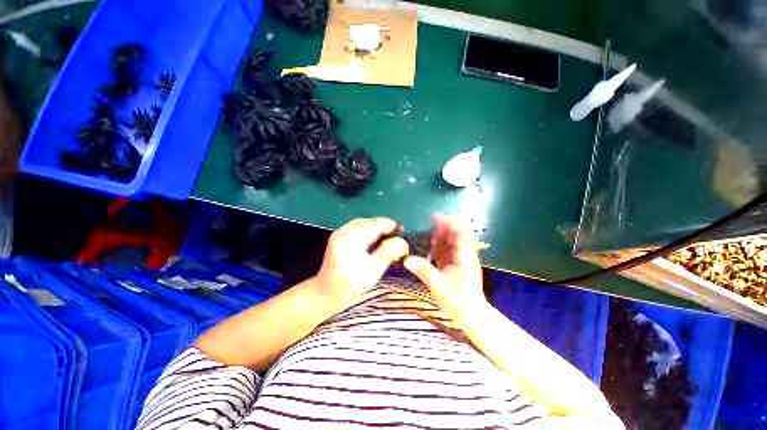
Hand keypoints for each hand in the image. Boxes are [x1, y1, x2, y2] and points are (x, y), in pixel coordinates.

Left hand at [314, 218, 408, 308]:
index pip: (376, 224)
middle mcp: (344, 230)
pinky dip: (368, 230)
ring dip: (377, 227)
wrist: (325, 293)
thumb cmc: (351, 285)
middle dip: (385, 227)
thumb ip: (388, 253)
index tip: (404, 233)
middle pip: (370, 221)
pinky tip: (374, 239)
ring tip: (388, 237)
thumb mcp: (373, 271)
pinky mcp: (339, 236)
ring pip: (364, 222)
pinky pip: (357, 227)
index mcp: (352, 238)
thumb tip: (402, 241)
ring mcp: (339, 232)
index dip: (392, 226)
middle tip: (397, 237)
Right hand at [404, 214, 485, 318]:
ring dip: (439, 236)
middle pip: (455, 235)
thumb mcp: (439, 285)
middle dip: (443, 227)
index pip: (460, 234)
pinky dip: (438, 247)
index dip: (449, 223)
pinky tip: (428, 245)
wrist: (471, 316)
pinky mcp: (454, 266)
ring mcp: (459, 261)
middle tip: (428, 221)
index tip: (436, 216)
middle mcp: (463, 255)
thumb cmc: (458, 300)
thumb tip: (406, 259)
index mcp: (464, 257)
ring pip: (450, 243)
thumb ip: (423, 270)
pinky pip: (445, 252)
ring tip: (426, 230)